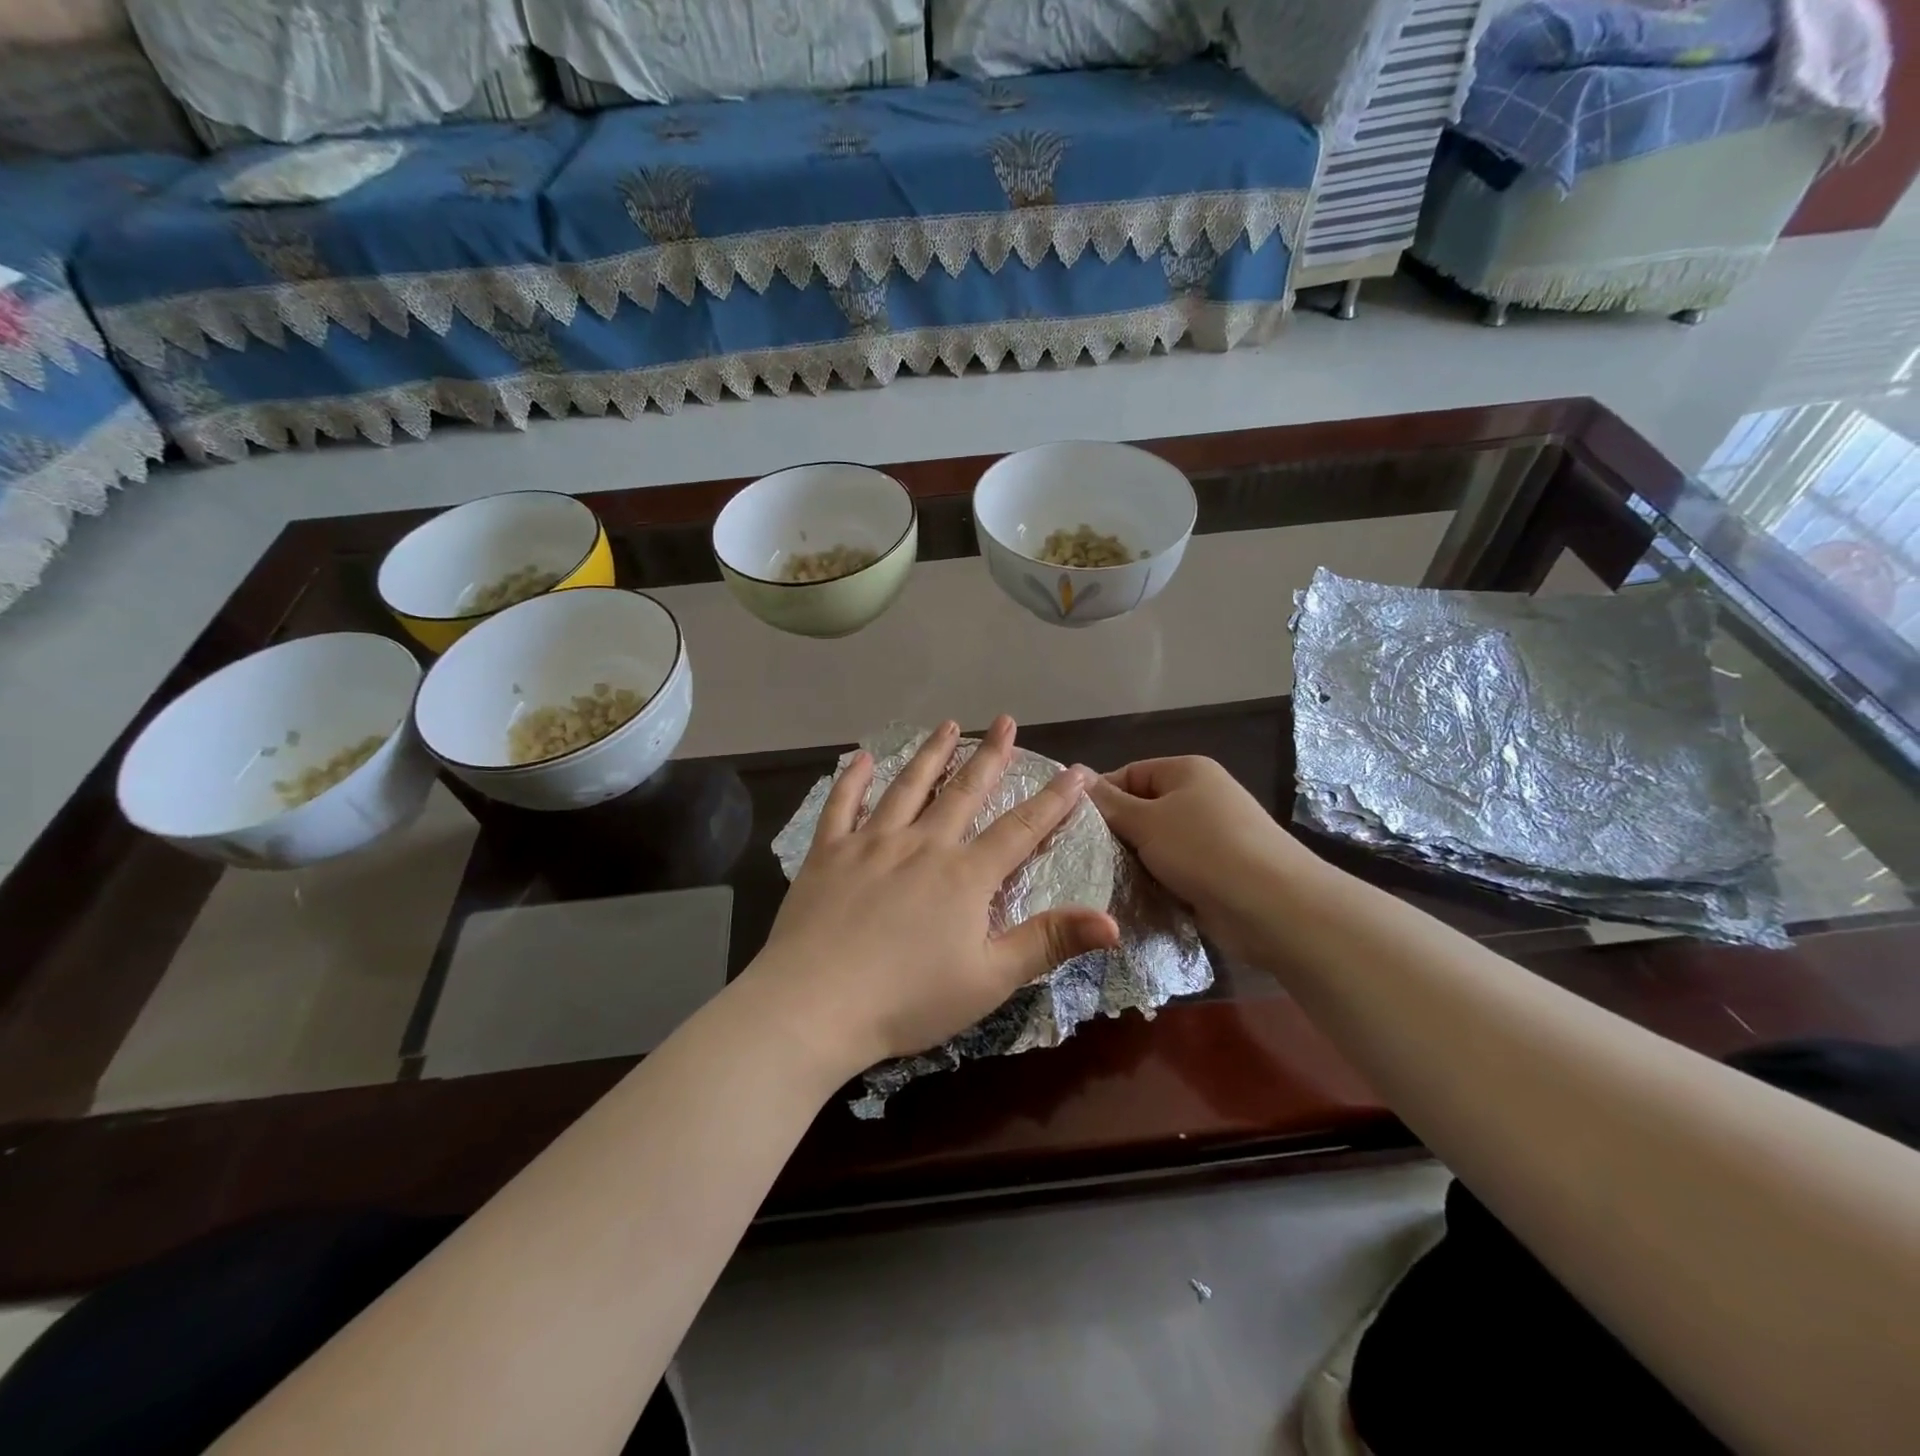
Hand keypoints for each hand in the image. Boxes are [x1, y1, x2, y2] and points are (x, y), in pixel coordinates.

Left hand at [746, 716, 1120, 1079]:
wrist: (814, 1006)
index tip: (1077, 771)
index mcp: (964, 876)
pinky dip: (853, 779)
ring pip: (907, 787)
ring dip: (931, 754)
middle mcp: (922, 845)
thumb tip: (1113, 922)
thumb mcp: (990, 979)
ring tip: (948, 725)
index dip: (1054, 800)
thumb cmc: (908, 1000)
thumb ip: (1049, 942)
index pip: (1021, 829)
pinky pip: (842, 805)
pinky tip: (861, 758)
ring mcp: (871, 843)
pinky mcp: (829, 853)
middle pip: (964, 792)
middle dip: (991, 756)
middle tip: (1006, 722)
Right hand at [1088, 757, 1322, 961]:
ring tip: (1103, 880)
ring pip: (1156, 844)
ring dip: (1134, 862)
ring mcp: (1211, 836)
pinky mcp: (1216, 872)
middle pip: (1142, 809)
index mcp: (1187, 771)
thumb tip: (1074, 772)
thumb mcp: (1146, 821)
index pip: (1129, 774)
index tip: (1072, 827)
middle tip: (1083, 858)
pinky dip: (1156, 882)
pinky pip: (1174, 870)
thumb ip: (1108, 802)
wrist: (1274, 907)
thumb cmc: (1204, 850)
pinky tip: (1133, 898)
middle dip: (1116, 834)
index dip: (1100, 797)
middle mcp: (1200, 797)